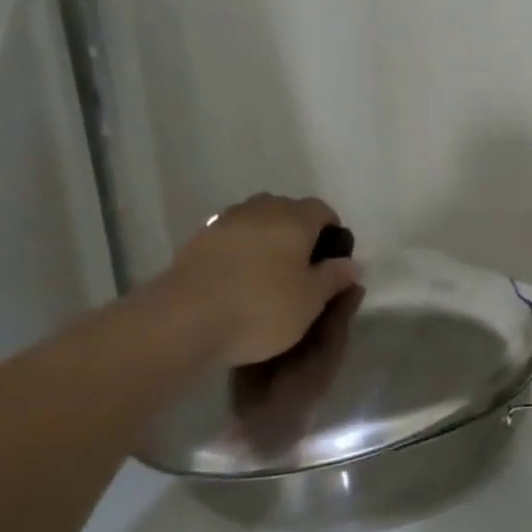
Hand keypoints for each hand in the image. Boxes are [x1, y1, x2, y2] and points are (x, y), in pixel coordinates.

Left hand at [157, 194, 359, 366]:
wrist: (183, 321)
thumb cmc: (261, 308)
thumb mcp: (311, 300)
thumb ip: (334, 277)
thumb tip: (349, 263)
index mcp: (294, 219)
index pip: (322, 210)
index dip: (332, 231)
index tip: (332, 260)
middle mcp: (259, 211)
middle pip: (287, 210)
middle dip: (298, 231)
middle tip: (302, 267)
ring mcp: (223, 223)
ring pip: (256, 221)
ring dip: (266, 239)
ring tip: (269, 274)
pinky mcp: (196, 242)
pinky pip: (230, 238)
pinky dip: (240, 251)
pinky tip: (239, 280)